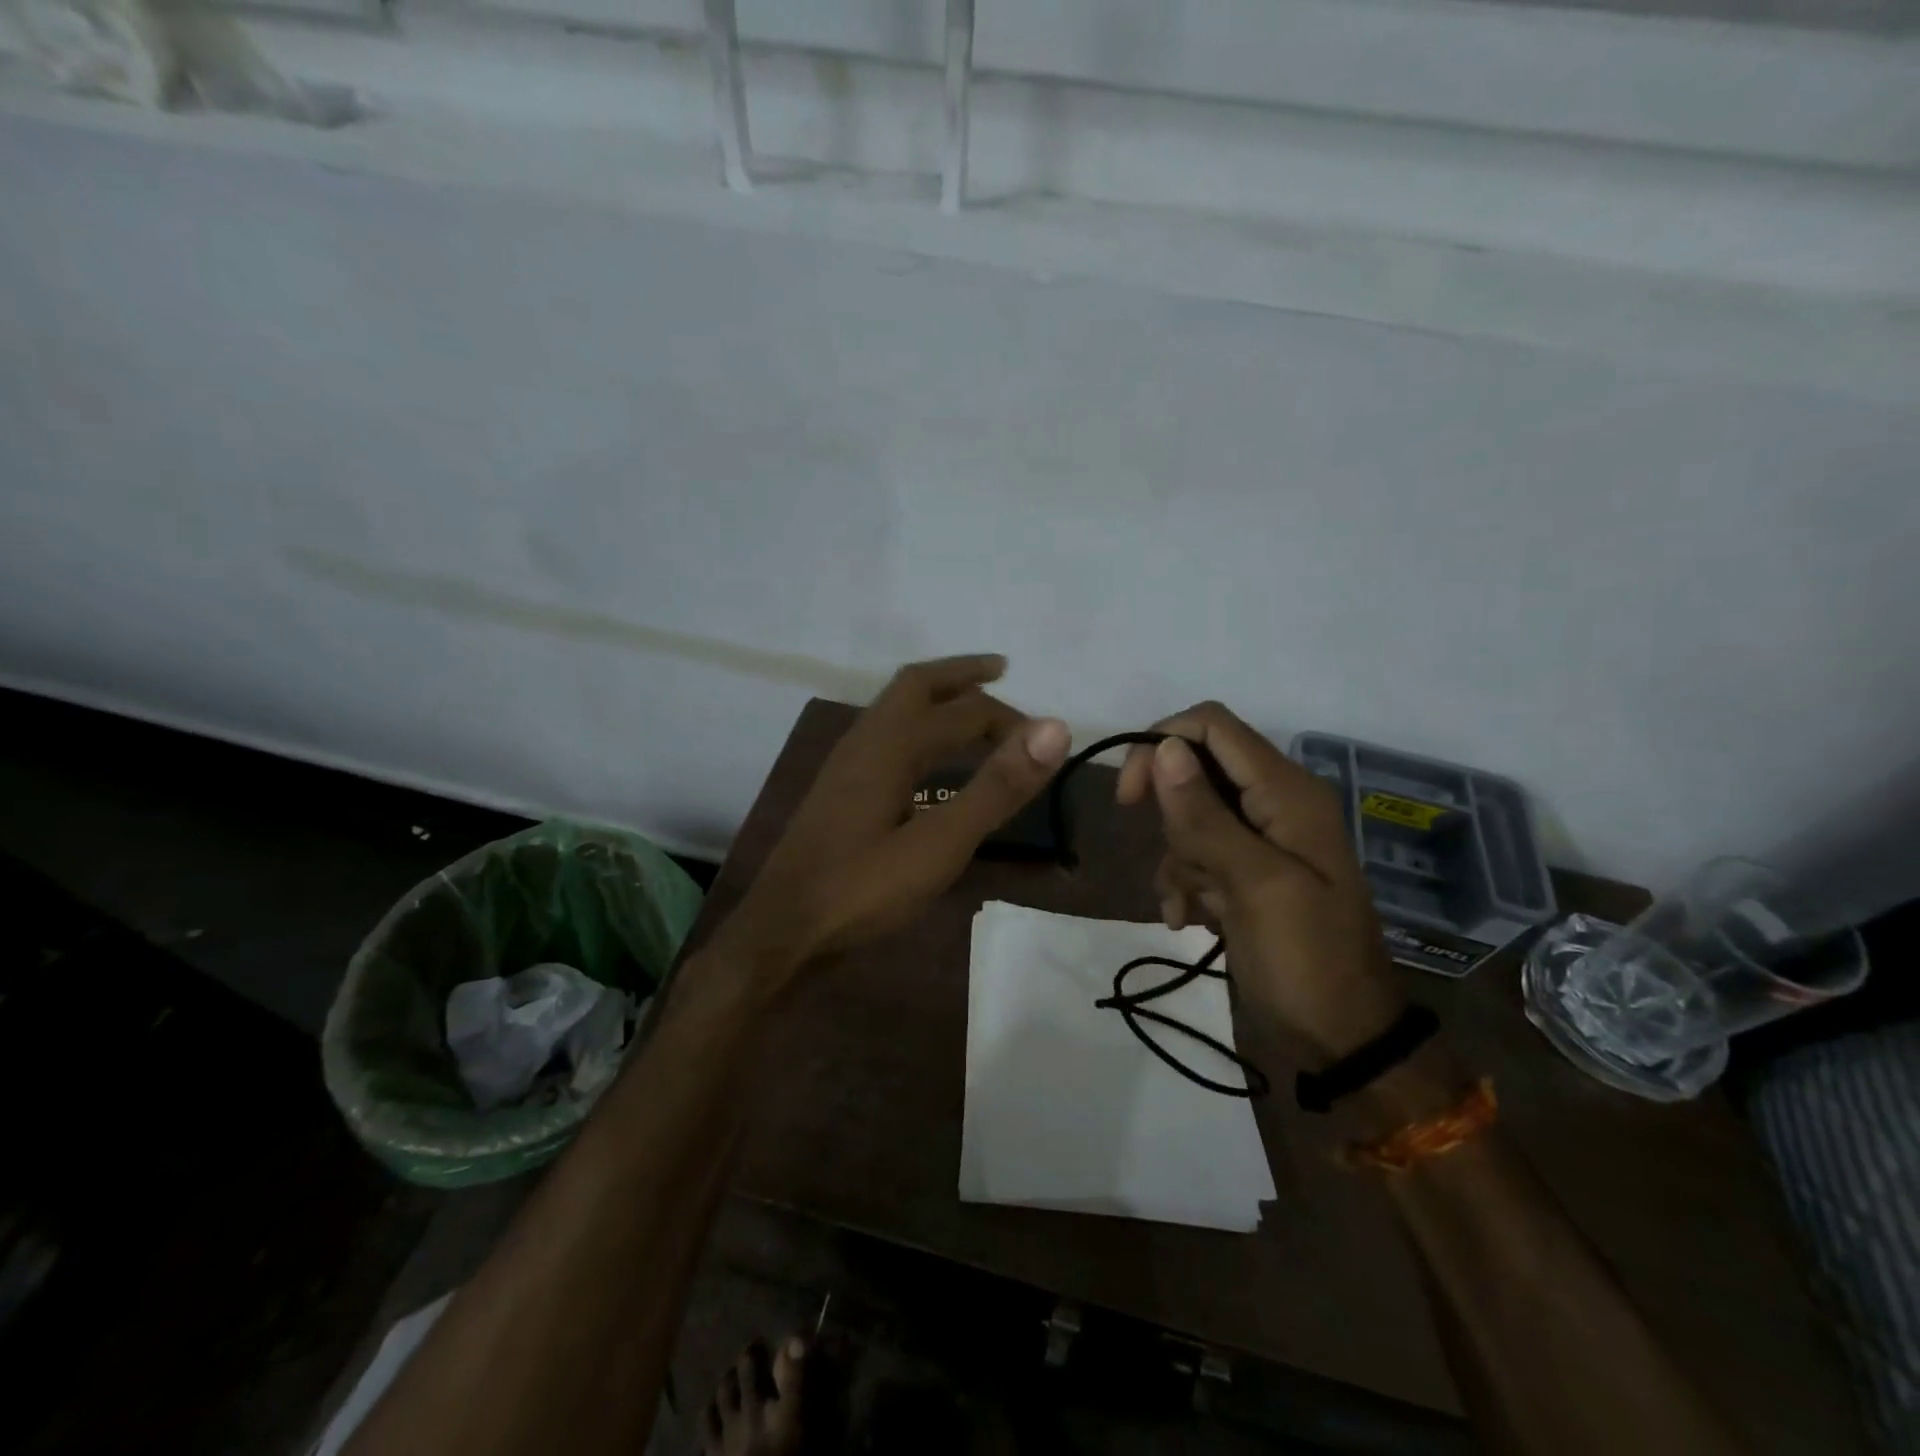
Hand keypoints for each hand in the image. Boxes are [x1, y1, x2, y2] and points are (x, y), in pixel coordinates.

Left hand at [725, 655, 1069, 978]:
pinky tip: (927, 758)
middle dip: (961, 674)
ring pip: (895, 708)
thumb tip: (1053, 729)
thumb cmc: (862, 889)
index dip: (1009, 720)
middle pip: (917, 685)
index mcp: (891, 744)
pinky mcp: (839, 788)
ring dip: (936, 697)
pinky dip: (917, 725)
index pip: (964, 711)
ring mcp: (846, 763)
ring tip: (971, 706)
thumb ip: (996, 788)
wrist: (781, 929)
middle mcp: (865, 739)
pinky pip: (885, 734)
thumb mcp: (940, 844)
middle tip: (1002, 671)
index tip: (1045, 741)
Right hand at [1115, 702, 1404, 1060]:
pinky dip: (1185, 882)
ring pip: (1190, 816)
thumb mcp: (1255, 884)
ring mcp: (1261, 840)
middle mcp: (1274, 804)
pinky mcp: (1248, 873)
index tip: (1130, 796)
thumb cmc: (1306, 959)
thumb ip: (1205, 815)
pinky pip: (1198, 855)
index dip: (1162, 744)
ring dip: (1177, 858)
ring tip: (1189, 907)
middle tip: (1164, 858)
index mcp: (1287, 792)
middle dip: (1170, 814)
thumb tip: (1164, 746)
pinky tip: (1188, 920)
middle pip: (1196, 769)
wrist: (1342, 1039)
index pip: (1212, 726)